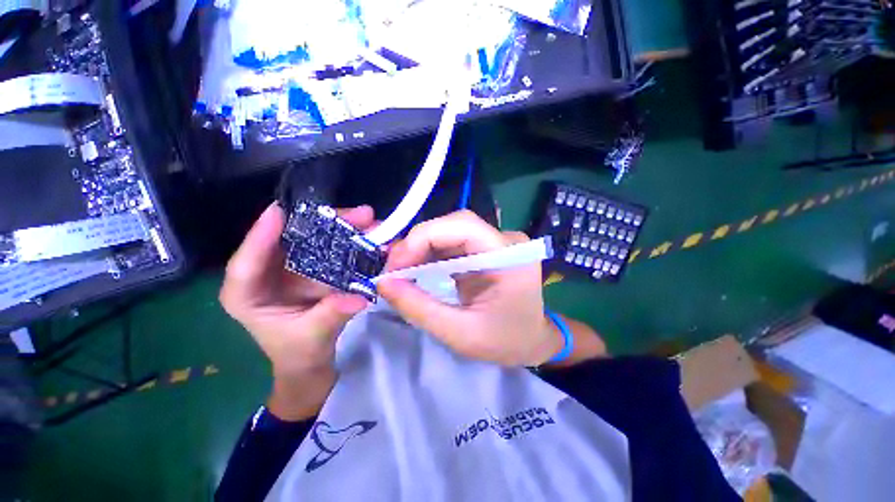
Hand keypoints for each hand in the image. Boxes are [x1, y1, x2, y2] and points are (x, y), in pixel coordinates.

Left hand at [219, 203, 373, 418]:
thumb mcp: (313, 337)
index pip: (246, 263)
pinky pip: (329, 249)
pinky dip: (349, 241)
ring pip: (313, 240)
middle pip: (288, 241)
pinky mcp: (313, 269)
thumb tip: (359, 297)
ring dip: (341, 228)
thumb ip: (332, 315)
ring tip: (367, 219)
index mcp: (247, 295)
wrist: (311, 361)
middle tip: (354, 214)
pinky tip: (368, 234)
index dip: (261, 236)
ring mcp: (293, 269)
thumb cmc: (300, 353)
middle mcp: (267, 274)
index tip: (277, 212)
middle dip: (321, 224)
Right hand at [378, 210, 561, 366]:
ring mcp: (496, 242)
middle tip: (393, 269)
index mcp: (510, 255)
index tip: (395, 264)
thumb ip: (419, 307)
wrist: (532, 341)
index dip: (423, 238)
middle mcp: (505, 240)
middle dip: (418, 243)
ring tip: (400, 271)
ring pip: (450, 231)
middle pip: (454, 224)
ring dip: (421, 248)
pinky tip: (417, 269)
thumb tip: (383, 282)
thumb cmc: (505, 342)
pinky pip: (453, 243)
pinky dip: (431, 254)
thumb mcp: (459, 333)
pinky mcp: (486, 248)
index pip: (463, 225)